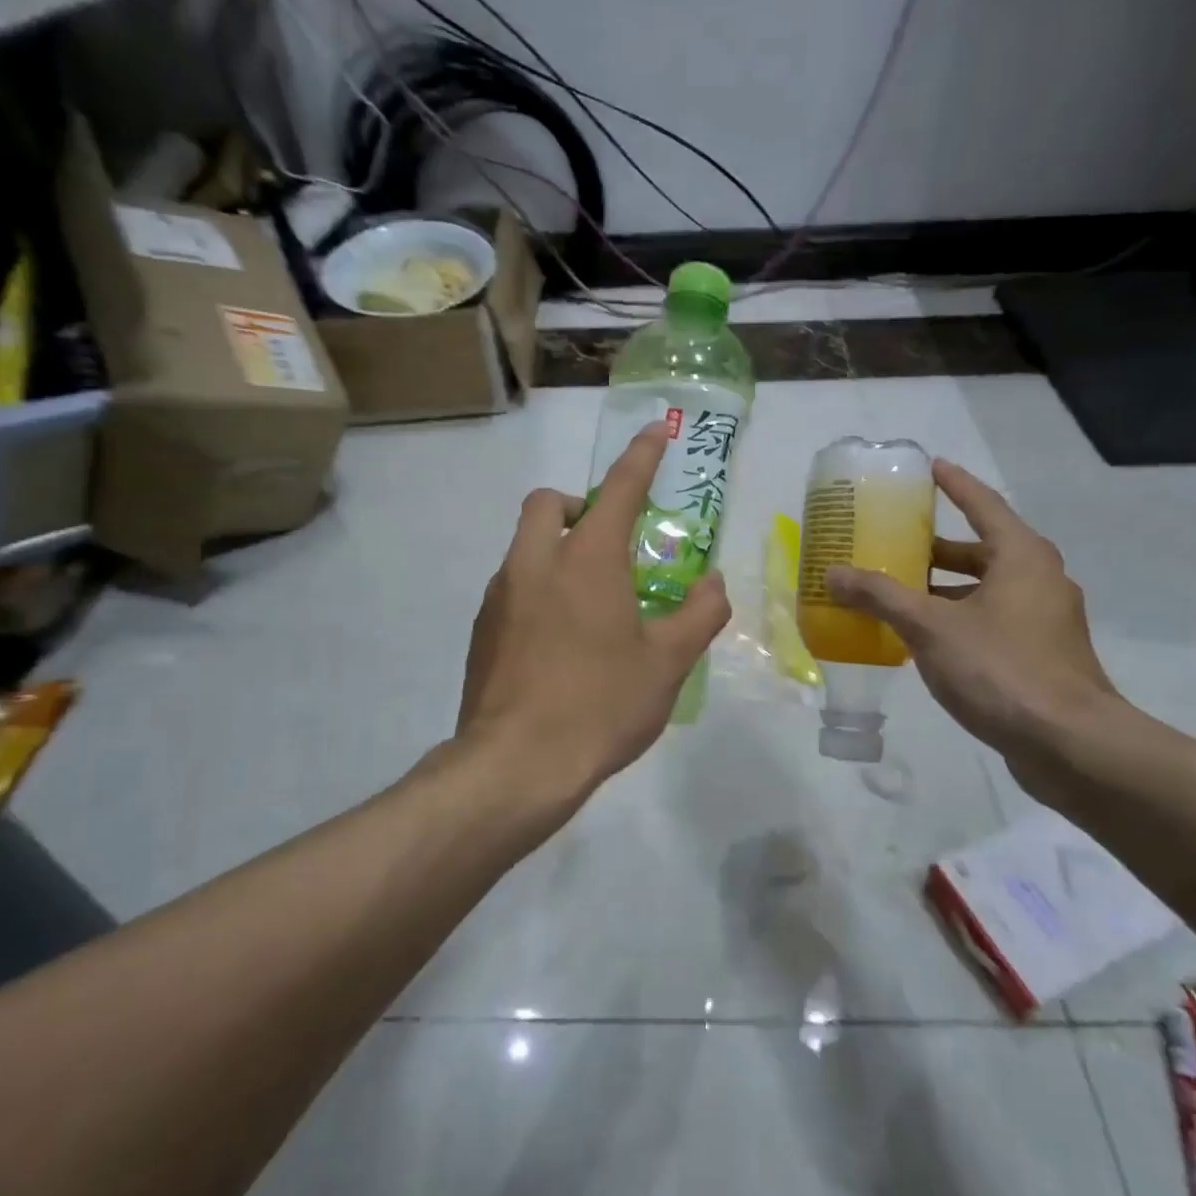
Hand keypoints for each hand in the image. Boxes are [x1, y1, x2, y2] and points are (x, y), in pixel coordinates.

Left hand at [458, 424, 730, 825]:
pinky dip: (537, 588)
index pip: (618, 488)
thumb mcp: (667, 663)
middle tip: (608, 542)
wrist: (516, 764)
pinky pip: (512, 587)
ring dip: (555, 549)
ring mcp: (500, 595)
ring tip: (589, 603)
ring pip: (524, 546)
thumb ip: (699, 614)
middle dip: (577, 504)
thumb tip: (714, 583)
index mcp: (586, 559)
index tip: (657, 431)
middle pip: (546, 503)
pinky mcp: (482, 629)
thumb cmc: (601, 705)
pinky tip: (558, 641)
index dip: (641, 455)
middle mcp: (535, 563)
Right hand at [826, 459, 1114, 754]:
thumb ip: (881, 596)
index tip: (931, 467)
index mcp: (1022, 556)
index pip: (983, 504)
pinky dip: (958, 618)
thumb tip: (833, 573)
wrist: (1070, 744)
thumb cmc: (1001, 669)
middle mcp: (1039, 579)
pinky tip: (924, 639)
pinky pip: (992, 620)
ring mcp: (1045, 620)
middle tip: (896, 542)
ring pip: (986, 589)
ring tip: (898, 592)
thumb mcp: (930, 627)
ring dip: (945, 588)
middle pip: (983, 549)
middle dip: (938, 547)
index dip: (955, 484)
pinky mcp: (1042, 655)